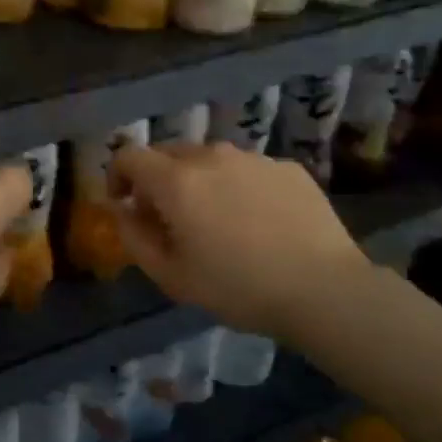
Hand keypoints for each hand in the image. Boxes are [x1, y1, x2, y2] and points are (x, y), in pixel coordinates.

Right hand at [110, 143, 371, 337]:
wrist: (324, 289)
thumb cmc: (237, 288)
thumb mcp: (171, 276)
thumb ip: (134, 236)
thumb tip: (123, 209)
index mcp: (176, 181)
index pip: (129, 156)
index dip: (117, 175)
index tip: (124, 203)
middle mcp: (211, 157)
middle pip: (169, 153)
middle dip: (158, 179)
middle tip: (170, 218)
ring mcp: (253, 159)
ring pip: (211, 160)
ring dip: (200, 181)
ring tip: (218, 220)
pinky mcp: (288, 167)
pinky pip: (248, 170)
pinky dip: (239, 187)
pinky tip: (259, 222)